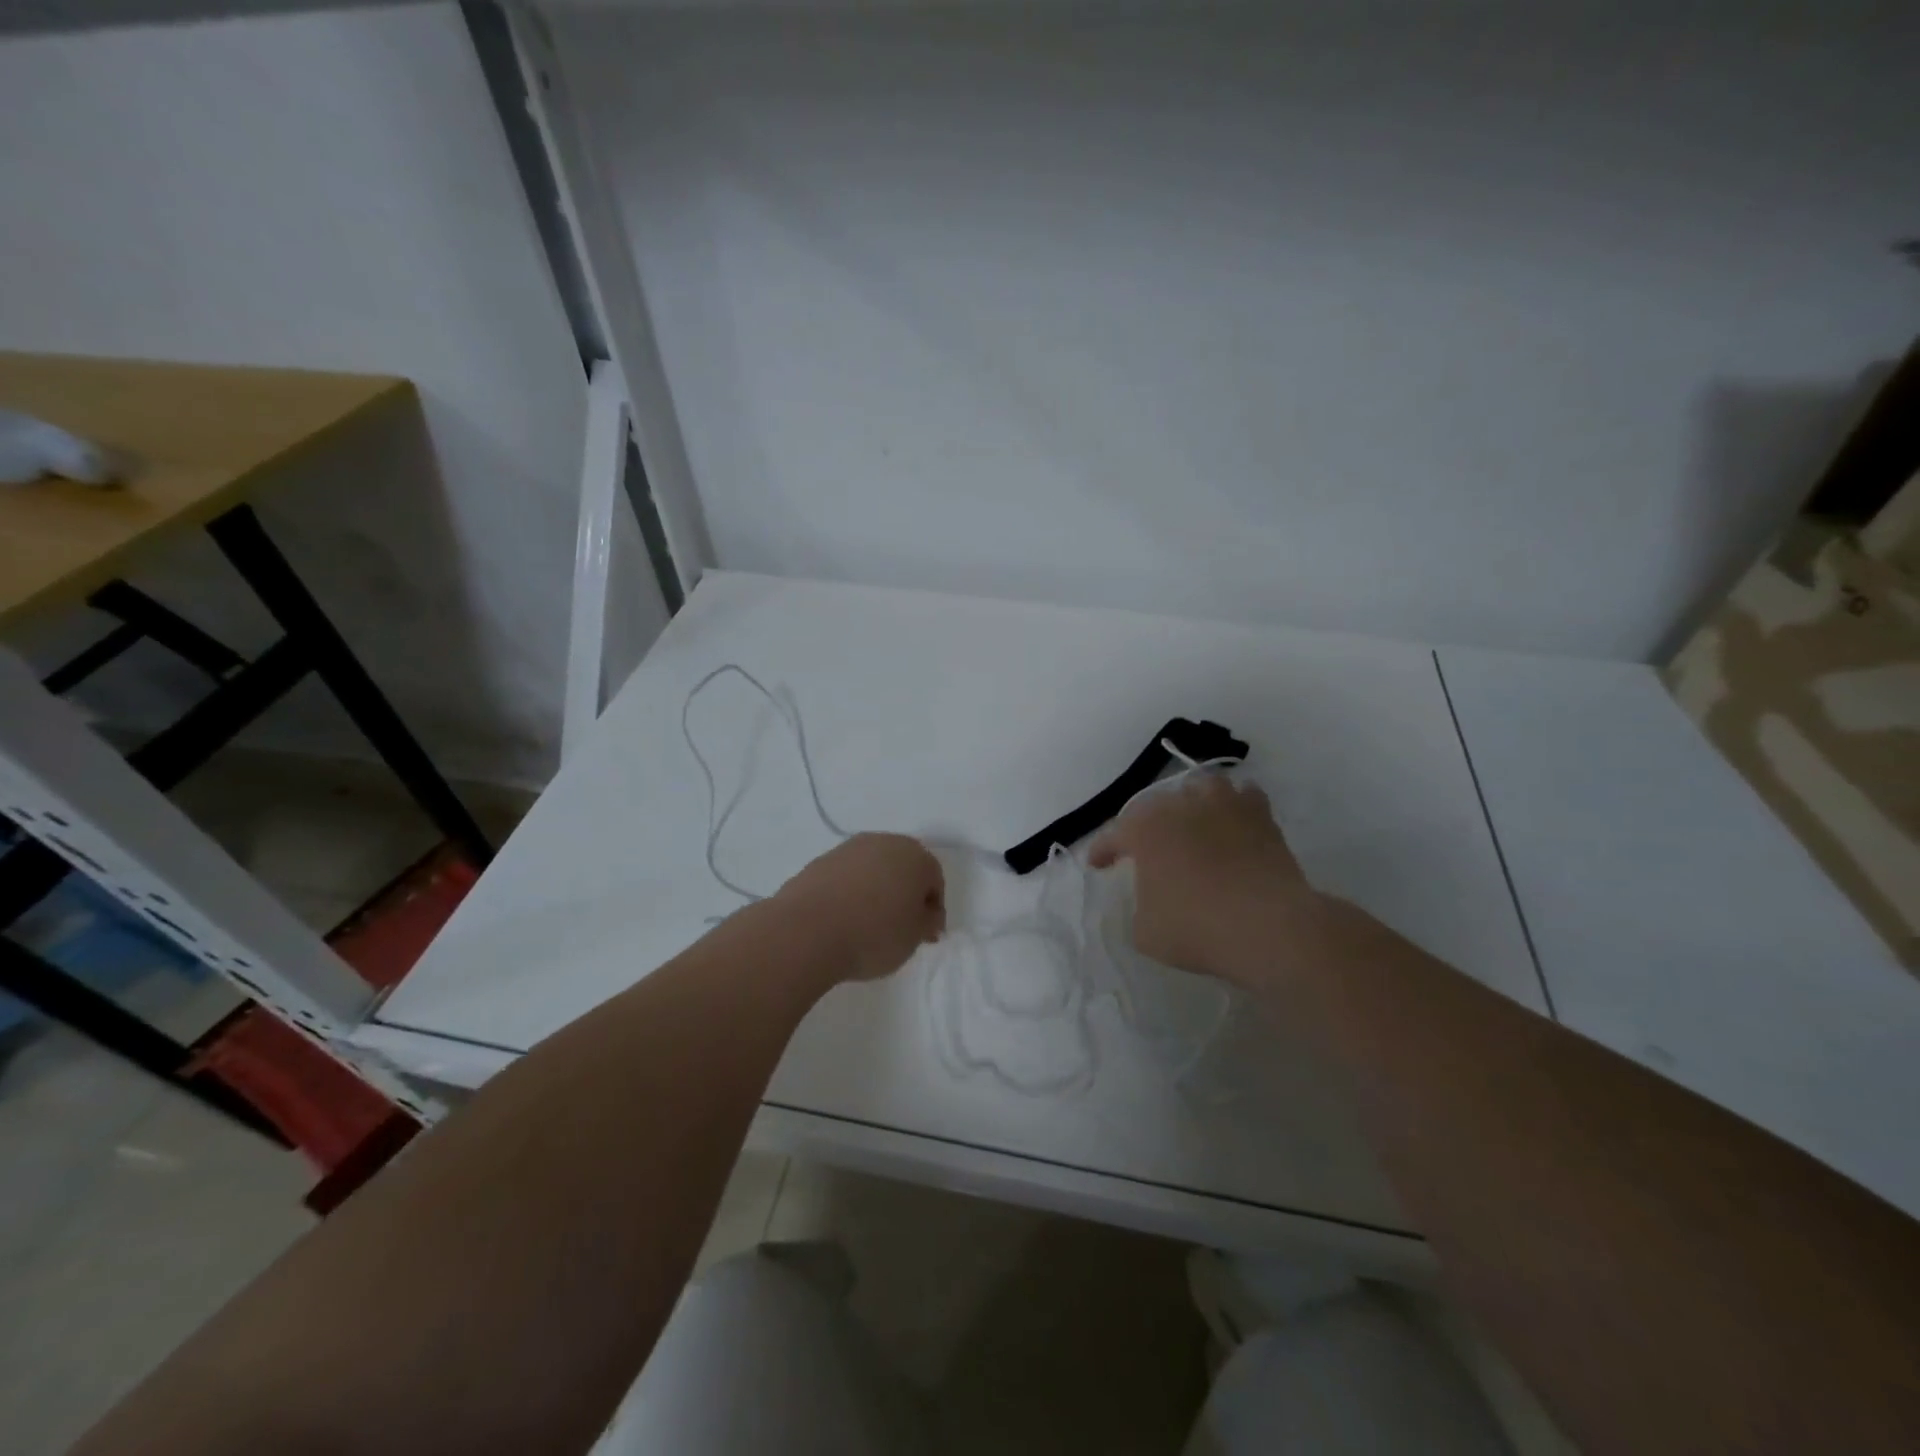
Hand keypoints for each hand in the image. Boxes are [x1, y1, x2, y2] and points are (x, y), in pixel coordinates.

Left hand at [777, 833, 946, 982]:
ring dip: (876, 890)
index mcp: (915, 856)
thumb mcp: (914, 937)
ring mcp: (848, 849)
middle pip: (903, 868)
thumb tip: (927, 914)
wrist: (808, 931)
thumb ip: (926, 922)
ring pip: (873, 869)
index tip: (925, 936)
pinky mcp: (819, 861)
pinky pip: (846, 877)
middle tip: (900, 927)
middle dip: (905, 893)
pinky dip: (850, 893)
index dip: (932, 909)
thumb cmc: (874, 934)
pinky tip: (843, 919)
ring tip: (868, 924)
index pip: (933, 879)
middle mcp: (883, 843)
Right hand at [1090, 775, 1314, 982]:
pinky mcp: (1261, 814)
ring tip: (1192, 825)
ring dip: (1191, 804)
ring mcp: (1224, 803)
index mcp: (1144, 827)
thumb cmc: (1196, 927)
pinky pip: (1242, 798)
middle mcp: (1180, 804)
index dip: (1103, 851)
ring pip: (1200, 789)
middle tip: (1147, 850)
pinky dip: (1234, 808)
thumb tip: (1154, 897)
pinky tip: (1233, 824)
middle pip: (1155, 806)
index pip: (1114, 835)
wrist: (1269, 926)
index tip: (1098, 865)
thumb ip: (1141, 905)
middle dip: (1147, 826)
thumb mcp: (1145, 931)